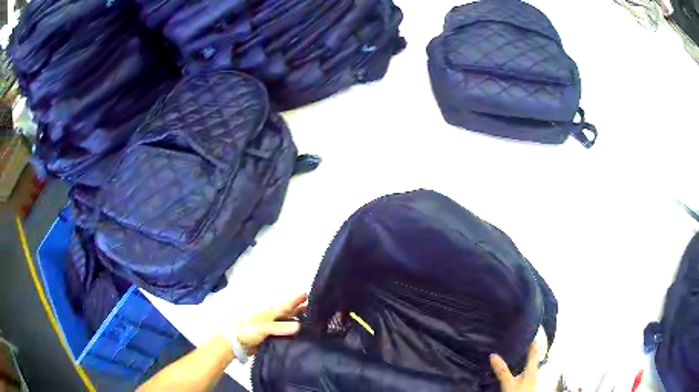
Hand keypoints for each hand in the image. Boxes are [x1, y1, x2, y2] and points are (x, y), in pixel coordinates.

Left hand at [233, 293, 306, 354]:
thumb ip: (280, 327)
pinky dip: (290, 335)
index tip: (305, 294)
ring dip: (295, 321)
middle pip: (286, 313)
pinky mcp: (269, 339)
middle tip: (311, 306)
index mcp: (269, 313)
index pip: (285, 305)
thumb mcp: (264, 327)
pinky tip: (297, 338)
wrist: (235, 343)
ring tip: (307, 322)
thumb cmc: (248, 331)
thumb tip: (299, 326)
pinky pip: (283, 336)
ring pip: (285, 324)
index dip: (294, 300)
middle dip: (297, 309)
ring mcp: (270, 329)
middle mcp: (271, 319)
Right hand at [490, 343, 538, 391]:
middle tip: (515, 342)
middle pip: (531, 358)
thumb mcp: (508, 383)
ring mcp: (530, 380)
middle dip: (524, 350)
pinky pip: (522, 373)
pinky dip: (518, 369)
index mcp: (532, 369)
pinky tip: (511, 371)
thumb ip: (502, 371)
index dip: (531, 341)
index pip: (534, 351)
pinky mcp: (525, 385)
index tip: (526, 331)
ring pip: (527, 366)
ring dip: (521, 360)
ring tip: (512, 354)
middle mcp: (533, 372)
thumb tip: (493, 355)